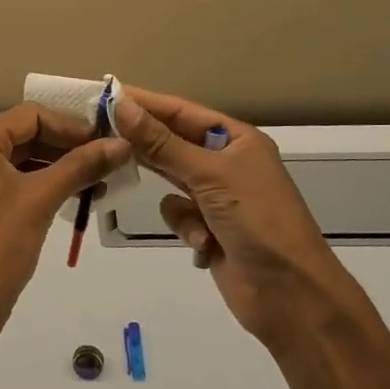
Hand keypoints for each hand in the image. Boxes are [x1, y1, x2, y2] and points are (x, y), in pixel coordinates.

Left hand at [0, 104, 129, 356]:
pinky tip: (72, 197)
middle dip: (66, 146)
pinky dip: (40, 186)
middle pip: (23, 137)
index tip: (105, 139)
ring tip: (98, 180)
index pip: (28, 116)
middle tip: (107, 158)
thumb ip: (81, 166)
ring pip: (19, 162)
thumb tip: (122, 144)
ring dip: (57, 168)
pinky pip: (10, 185)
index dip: (70, 124)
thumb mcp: (41, 200)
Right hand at [111, 87, 375, 348]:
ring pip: (172, 182)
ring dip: (175, 199)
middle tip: (100, 135)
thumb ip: (160, 142)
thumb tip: (120, 105)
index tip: (105, 95)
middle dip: (146, 146)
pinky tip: (204, 243)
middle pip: (174, 144)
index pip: (182, 111)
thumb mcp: (208, 174)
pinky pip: (178, 215)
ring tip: (175, 206)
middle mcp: (228, 163)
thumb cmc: (256, 220)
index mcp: (237, 140)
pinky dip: (186, 228)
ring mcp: (218, 198)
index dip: (145, 103)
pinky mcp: (209, 229)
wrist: (289, 293)